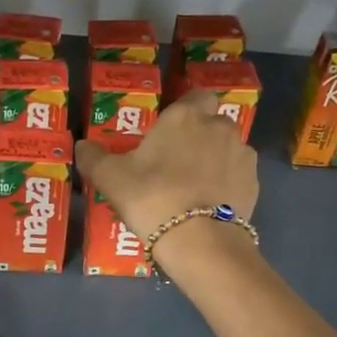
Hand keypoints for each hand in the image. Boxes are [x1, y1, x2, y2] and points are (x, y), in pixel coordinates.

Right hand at [75, 89, 258, 267]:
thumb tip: (81, 146)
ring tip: (195, 189)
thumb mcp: (110, 178)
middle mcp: (219, 127)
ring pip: (228, 149)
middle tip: (177, 163)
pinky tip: (210, 206)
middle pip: (213, 123)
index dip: (186, 111)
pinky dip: (227, 185)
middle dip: (200, 137)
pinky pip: (238, 176)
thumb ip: (93, 158)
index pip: (196, 96)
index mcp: (185, 117)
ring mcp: (241, 155)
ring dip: (216, 161)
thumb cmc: (152, 198)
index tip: (170, 132)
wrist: (199, 240)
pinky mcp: (254, 184)